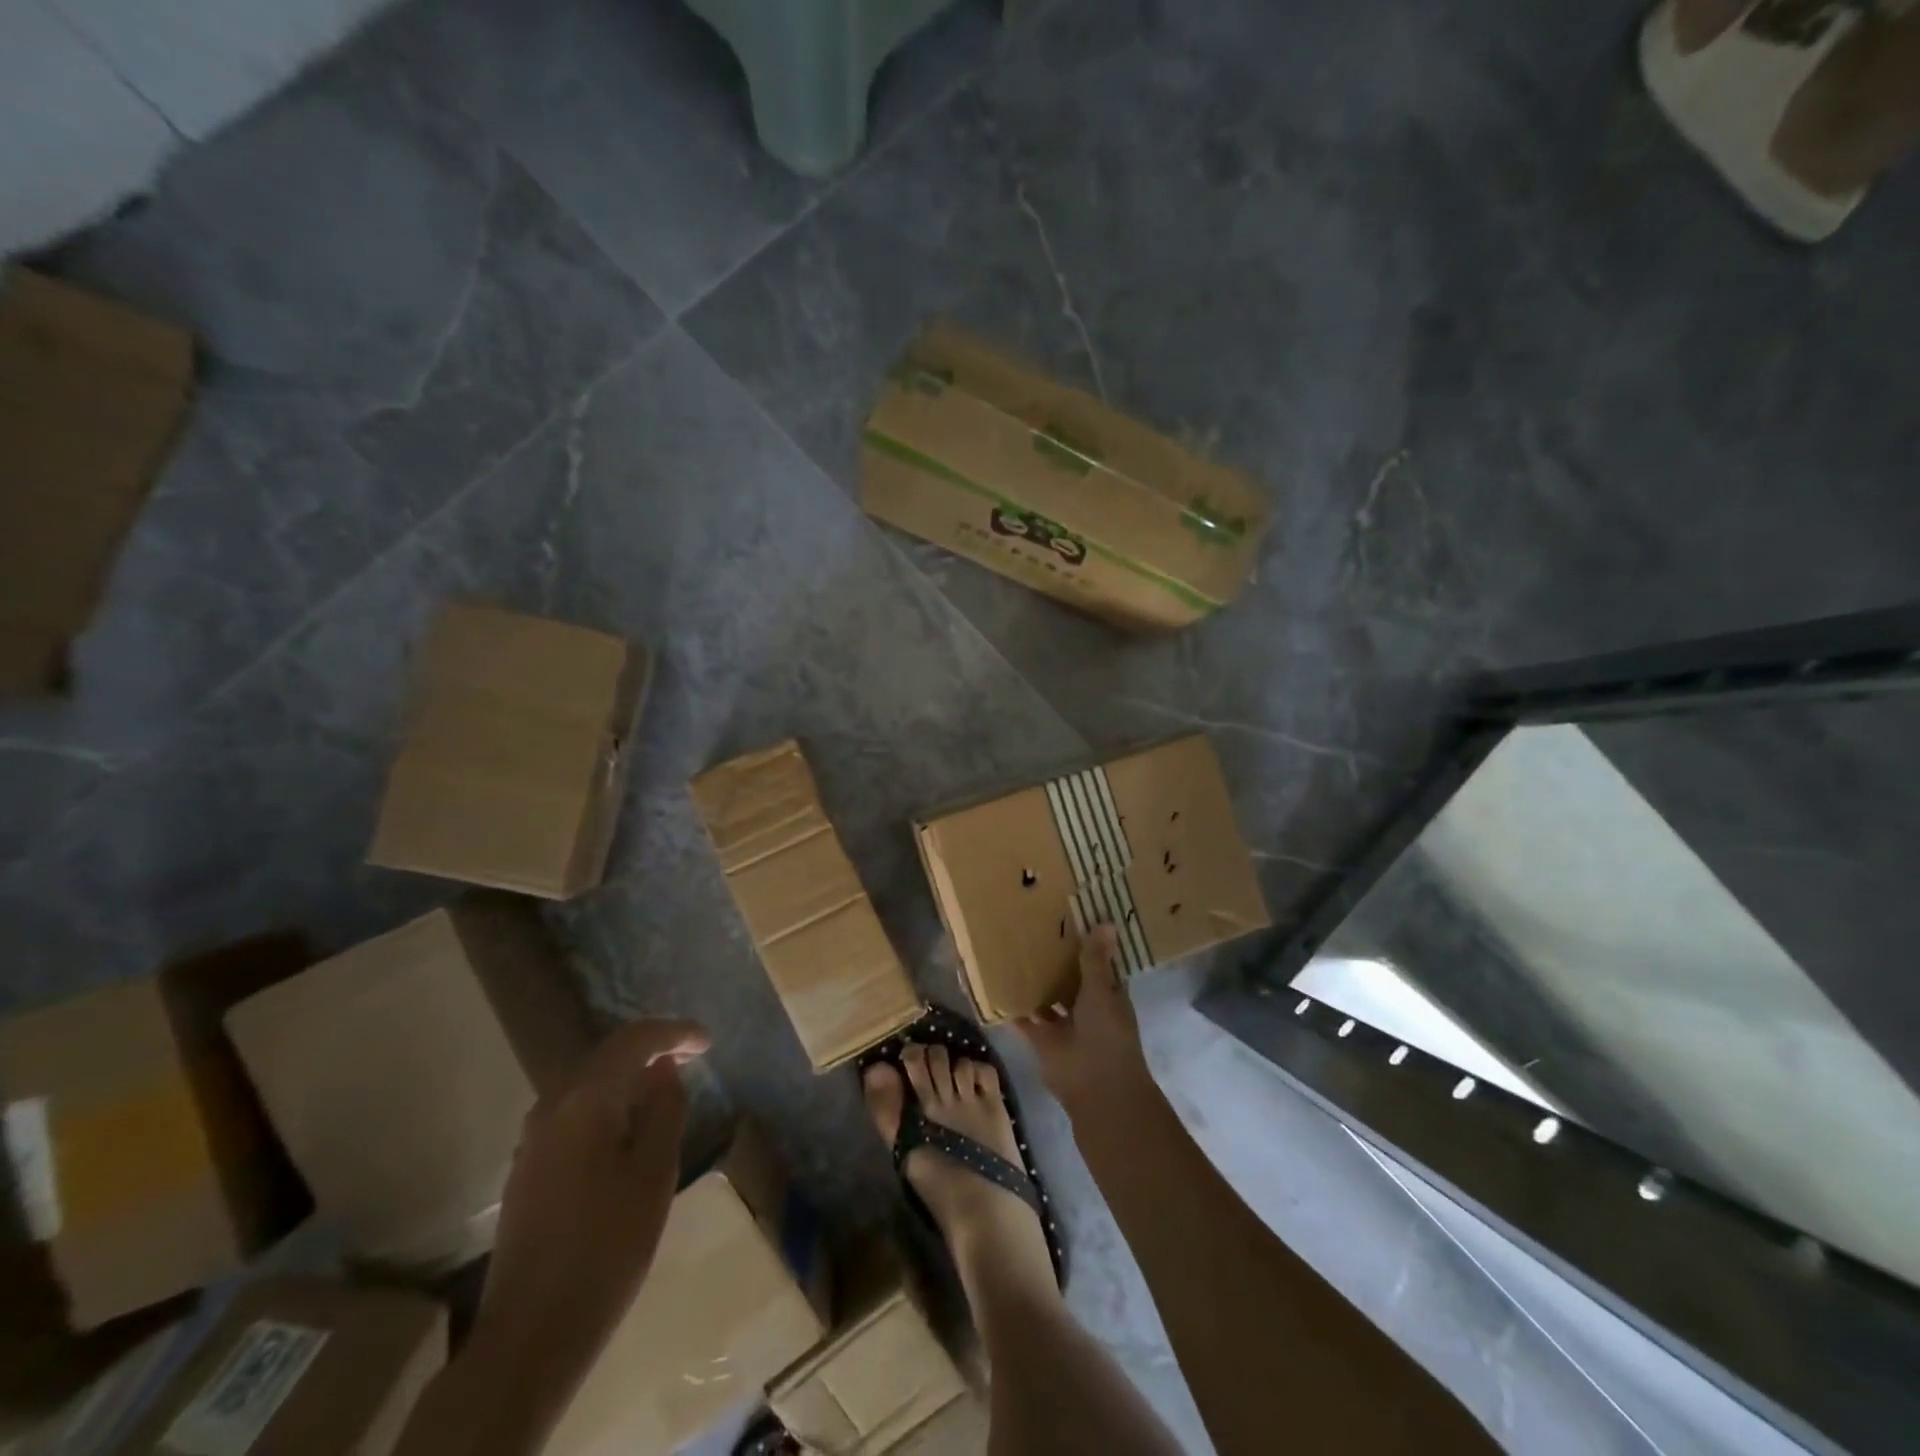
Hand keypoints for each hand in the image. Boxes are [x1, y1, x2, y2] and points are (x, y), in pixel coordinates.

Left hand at [469, 1017, 709, 1390]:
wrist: (532, 1332)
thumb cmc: (608, 1247)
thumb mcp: (654, 1173)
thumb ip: (664, 1109)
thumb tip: (664, 1068)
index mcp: (586, 1099)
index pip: (635, 1041)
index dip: (675, 1032)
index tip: (708, 1040)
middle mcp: (553, 1105)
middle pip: (608, 1054)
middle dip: (652, 1047)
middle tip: (693, 1054)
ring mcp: (534, 1136)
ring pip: (589, 1080)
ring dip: (629, 1073)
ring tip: (667, 1083)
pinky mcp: (528, 1164)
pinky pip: (575, 1108)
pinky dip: (608, 1099)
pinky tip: (629, 1121)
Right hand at [1016, 925, 1152, 1117]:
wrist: (1096, 1088)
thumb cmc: (1107, 1035)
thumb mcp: (1103, 992)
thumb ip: (1096, 960)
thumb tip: (1107, 922)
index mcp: (1108, 992)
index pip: (1098, 961)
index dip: (1087, 941)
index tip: (1069, 914)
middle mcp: (1086, 1005)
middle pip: (1069, 977)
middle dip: (1055, 958)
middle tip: (1031, 923)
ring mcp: (1063, 1023)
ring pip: (1047, 996)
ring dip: (1034, 980)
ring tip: (1009, 947)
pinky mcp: (1041, 1038)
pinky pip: (1024, 1017)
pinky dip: (1012, 1005)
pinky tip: (994, 982)